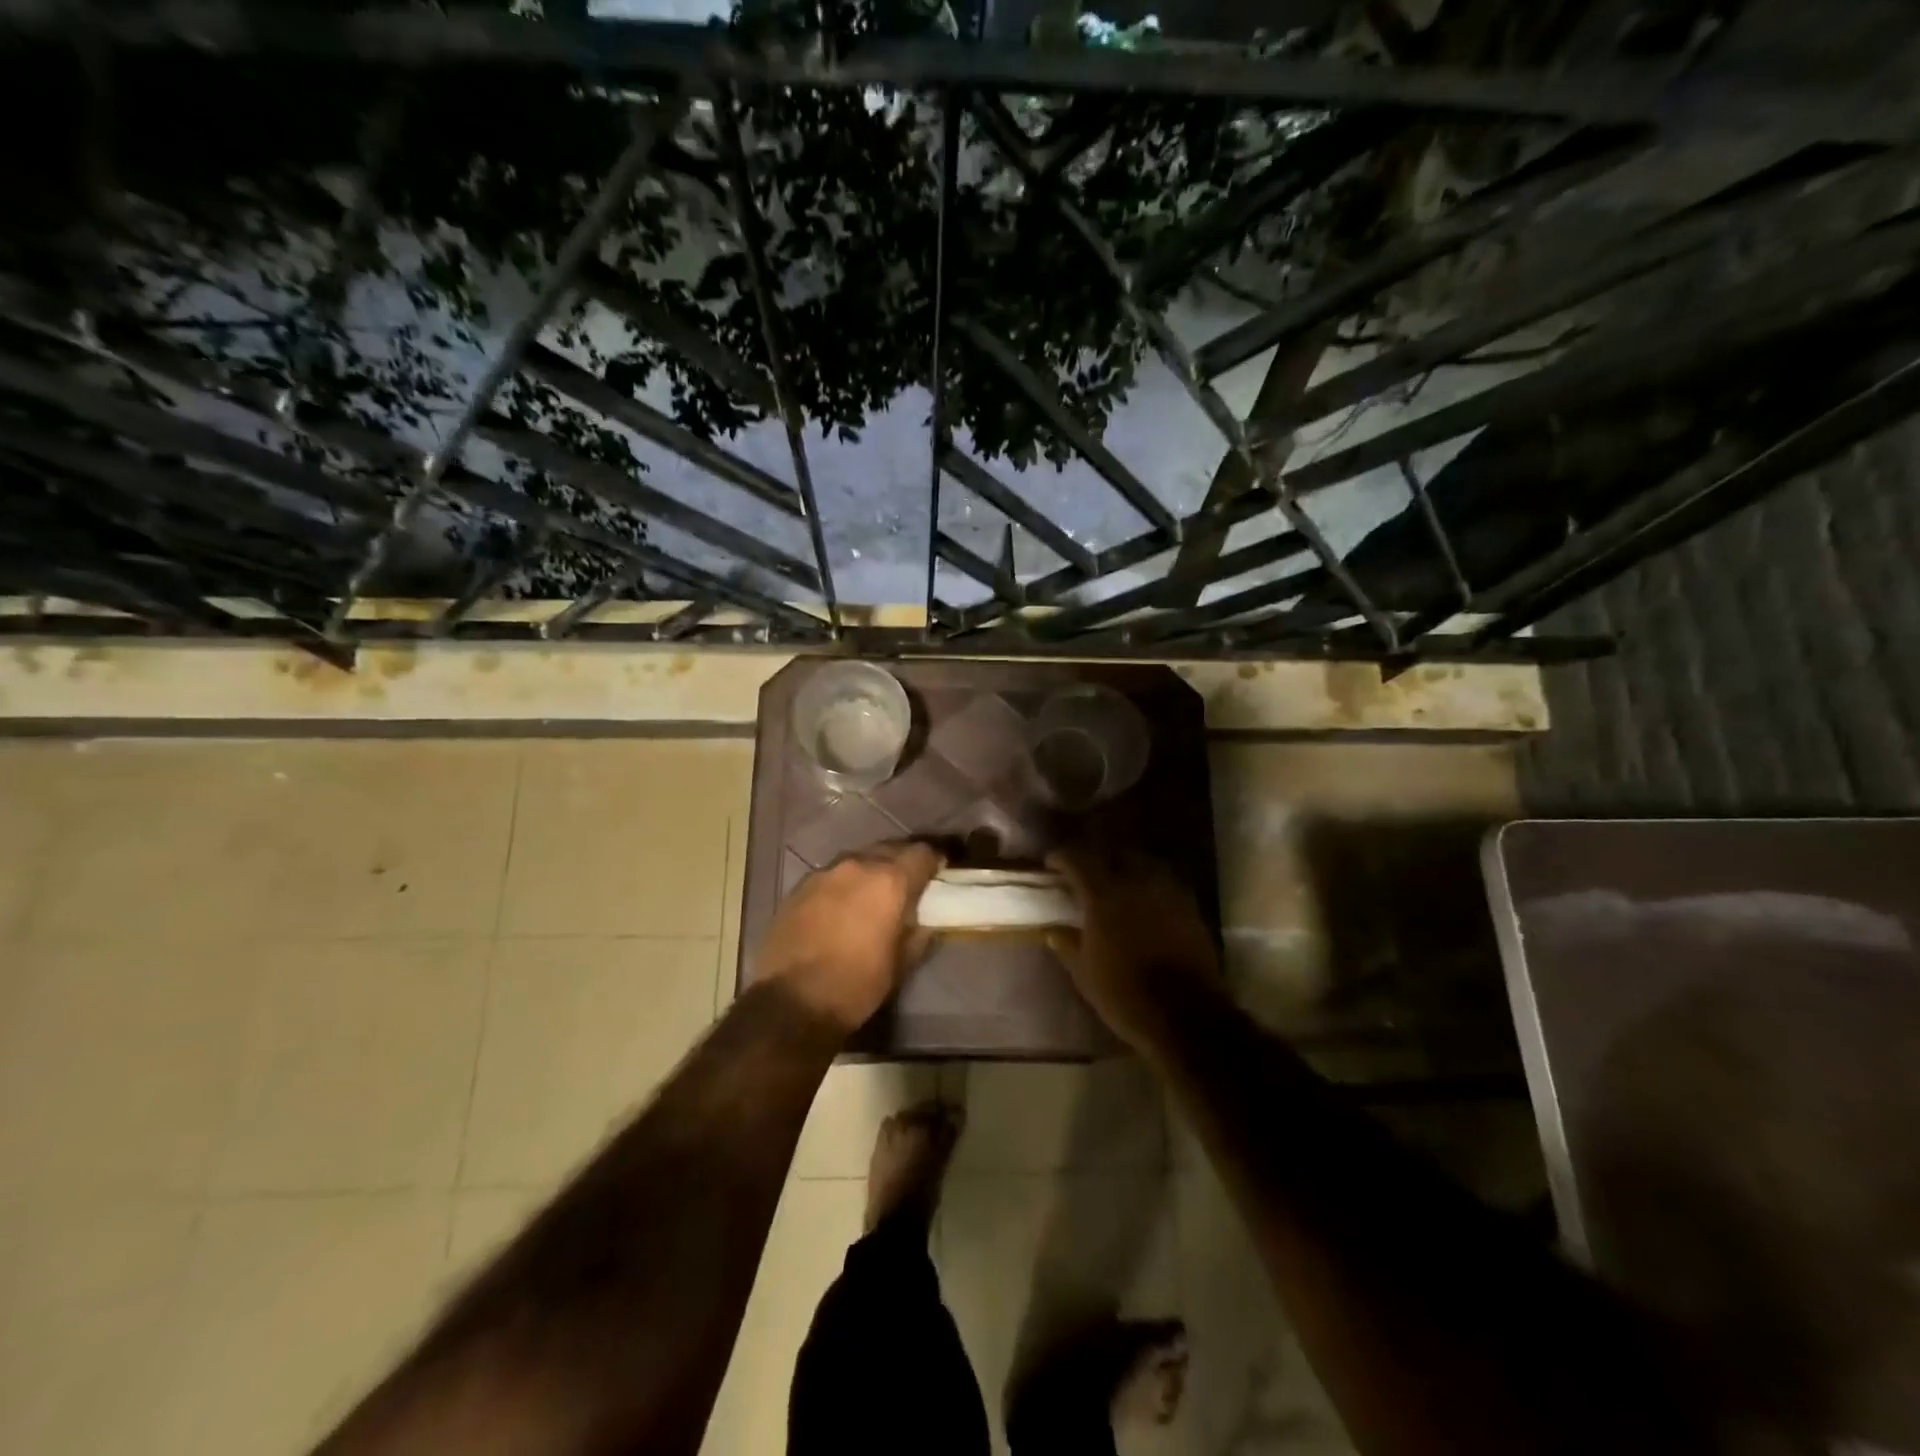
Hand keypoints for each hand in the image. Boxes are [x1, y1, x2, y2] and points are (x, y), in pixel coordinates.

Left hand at [756, 841, 944, 1033]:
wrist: (790, 1002)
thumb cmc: (856, 985)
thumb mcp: (900, 964)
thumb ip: (917, 933)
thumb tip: (923, 921)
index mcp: (889, 881)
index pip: (922, 853)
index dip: (935, 861)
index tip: (939, 873)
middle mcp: (858, 865)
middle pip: (889, 849)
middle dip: (902, 863)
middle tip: (908, 884)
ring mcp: (824, 873)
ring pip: (858, 860)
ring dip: (871, 871)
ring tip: (873, 895)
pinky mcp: (799, 887)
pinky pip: (832, 875)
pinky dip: (844, 885)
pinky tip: (842, 906)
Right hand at [1047, 844, 1218, 1050]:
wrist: (1186, 1014)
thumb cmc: (1125, 995)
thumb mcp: (1085, 974)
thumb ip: (1068, 946)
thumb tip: (1054, 931)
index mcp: (1103, 897)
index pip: (1078, 860)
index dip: (1062, 857)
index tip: (1052, 863)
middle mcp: (1135, 884)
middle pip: (1115, 852)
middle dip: (1099, 856)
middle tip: (1087, 869)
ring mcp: (1166, 892)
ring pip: (1144, 862)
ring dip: (1127, 865)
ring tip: (1118, 880)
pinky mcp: (1189, 907)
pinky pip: (1165, 882)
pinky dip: (1151, 883)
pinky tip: (1145, 899)